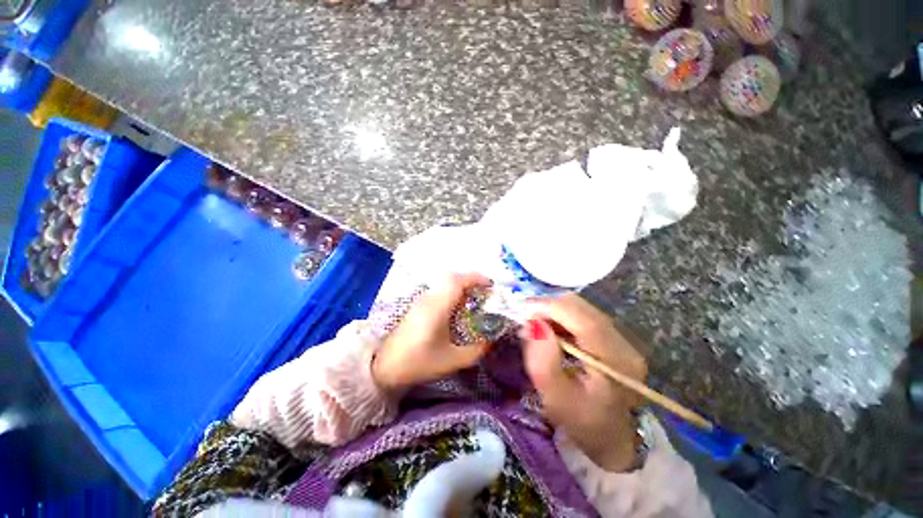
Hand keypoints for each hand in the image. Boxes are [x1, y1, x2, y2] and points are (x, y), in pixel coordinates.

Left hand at [372, 273, 493, 391]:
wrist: (383, 367)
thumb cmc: (418, 363)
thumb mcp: (452, 361)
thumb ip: (476, 350)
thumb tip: (491, 339)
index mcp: (437, 307)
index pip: (458, 281)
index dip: (476, 278)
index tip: (491, 285)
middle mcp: (429, 298)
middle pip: (452, 278)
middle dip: (471, 281)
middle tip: (484, 293)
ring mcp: (421, 300)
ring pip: (444, 283)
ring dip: (461, 286)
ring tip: (474, 300)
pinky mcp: (417, 305)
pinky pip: (439, 290)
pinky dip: (452, 292)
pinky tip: (457, 308)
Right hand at [521, 293, 647, 471]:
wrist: (611, 437)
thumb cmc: (582, 423)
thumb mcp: (556, 400)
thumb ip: (543, 363)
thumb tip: (533, 324)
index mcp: (616, 363)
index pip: (585, 321)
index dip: (552, 308)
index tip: (525, 307)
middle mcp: (626, 345)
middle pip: (584, 309)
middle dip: (551, 306)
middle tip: (528, 318)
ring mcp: (623, 340)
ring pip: (583, 309)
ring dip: (556, 311)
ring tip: (538, 325)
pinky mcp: (615, 338)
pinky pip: (584, 316)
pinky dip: (563, 317)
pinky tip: (553, 330)